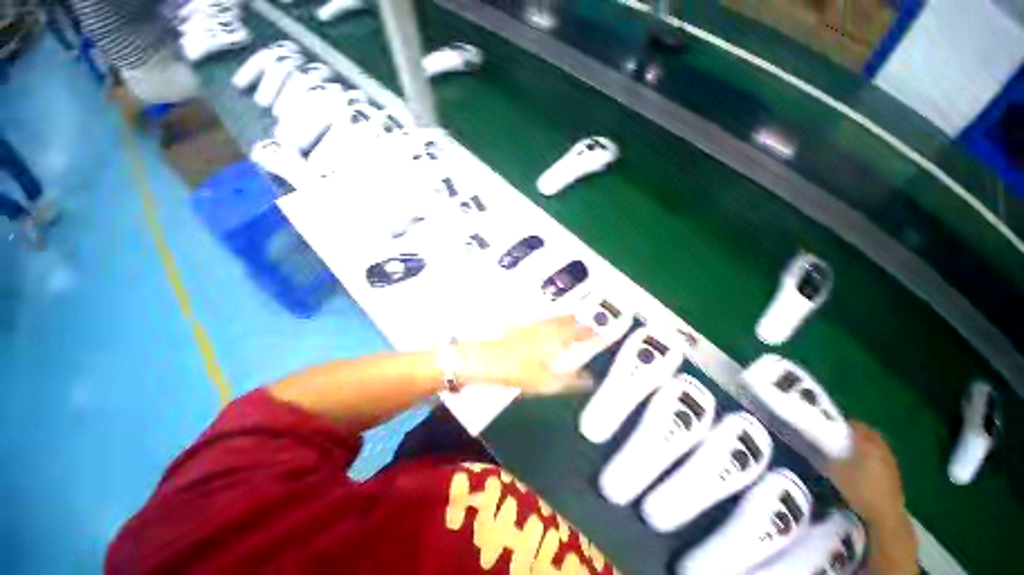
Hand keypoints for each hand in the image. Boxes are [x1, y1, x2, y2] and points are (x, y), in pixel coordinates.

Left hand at [462, 316, 596, 394]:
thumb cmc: (519, 371)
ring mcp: (531, 325)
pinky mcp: (520, 327)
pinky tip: (545, 323)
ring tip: (571, 317)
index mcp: (554, 339)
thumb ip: (571, 380)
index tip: (599, 333)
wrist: (489, 360)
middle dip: (578, 321)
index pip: (578, 333)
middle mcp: (544, 328)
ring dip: (564, 318)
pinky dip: (548, 320)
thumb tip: (588, 380)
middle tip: (587, 321)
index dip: (590, 333)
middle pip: (565, 321)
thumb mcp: (548, 381)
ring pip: (553, 318)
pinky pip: (539, 320)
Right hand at [827, 421, 906, 524]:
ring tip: (856, 450)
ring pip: (879, 445)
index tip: (836, 424)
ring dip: (869, 443)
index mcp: (866, 444)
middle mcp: (881, 448)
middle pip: (871, 433)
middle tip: (846, 435)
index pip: (858, 425)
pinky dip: (875, 455)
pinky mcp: (894, 473)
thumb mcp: (836, 473)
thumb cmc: (859, 489)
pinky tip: (867, 465)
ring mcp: (890, 460)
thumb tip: (822, 448)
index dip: (847, 423)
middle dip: (860, 432)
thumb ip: (829, 457)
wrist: (885, 513)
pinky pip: (883, 456)